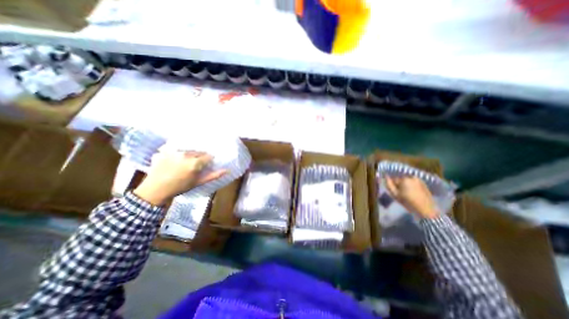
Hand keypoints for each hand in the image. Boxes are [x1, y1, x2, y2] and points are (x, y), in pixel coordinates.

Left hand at [134, 152, 226, 206]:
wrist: (155, 190)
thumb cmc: (180, 187)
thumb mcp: (198, 182)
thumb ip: (213, 175)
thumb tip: (227, 170)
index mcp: (195, 163)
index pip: (208, 157)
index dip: (208, 161)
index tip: (205, 165)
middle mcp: (186, 154)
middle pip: (199, 152)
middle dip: (199, 157)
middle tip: (195, 165)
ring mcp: (174, 152)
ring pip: (188, 150)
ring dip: (189, 154)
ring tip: (184, 163)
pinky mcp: (164, 151)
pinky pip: (175, 148)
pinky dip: (176, 153)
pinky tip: (173, 160)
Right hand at [387, 177, 438, 218]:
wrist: (426, 210)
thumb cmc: (408, 202)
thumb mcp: (395, 195)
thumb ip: (389, 185)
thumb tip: (386, 177)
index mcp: (404, 179)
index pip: (393, 179)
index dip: (393, 186)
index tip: (395, 192)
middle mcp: (411, 177)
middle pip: (401, 179)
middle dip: (399, 185)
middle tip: (401, 194)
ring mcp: (419, 180)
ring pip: (407, 181)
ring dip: (405, 185)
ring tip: (408, 194)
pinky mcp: (424, 183)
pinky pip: (413, 183)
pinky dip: (412, 186)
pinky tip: (413, 193)